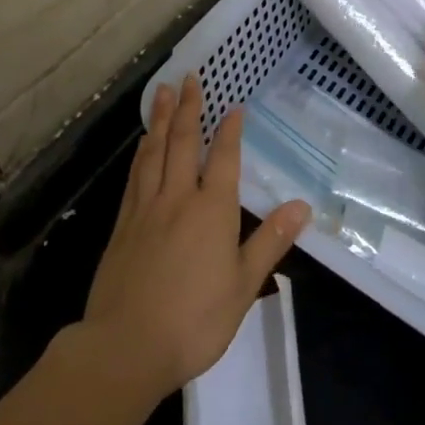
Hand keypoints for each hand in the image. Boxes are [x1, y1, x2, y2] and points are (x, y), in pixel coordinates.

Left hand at [83, 75, 309, 400]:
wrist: (126, 346)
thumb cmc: (195, 319)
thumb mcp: (243, 285)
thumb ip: (270, 241)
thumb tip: (302, 206)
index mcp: (212, 209)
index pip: (223, 158)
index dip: (229, 130)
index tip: (233, 106)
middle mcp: (177, 198)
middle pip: (182, 143)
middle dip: (187, 107)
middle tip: (188, 77)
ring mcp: (145, 210)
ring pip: (153, 153)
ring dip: (159, 119)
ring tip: (161, 92)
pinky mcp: (122, 226)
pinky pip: (134, 177)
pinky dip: (140, 154)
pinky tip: (141, 145)